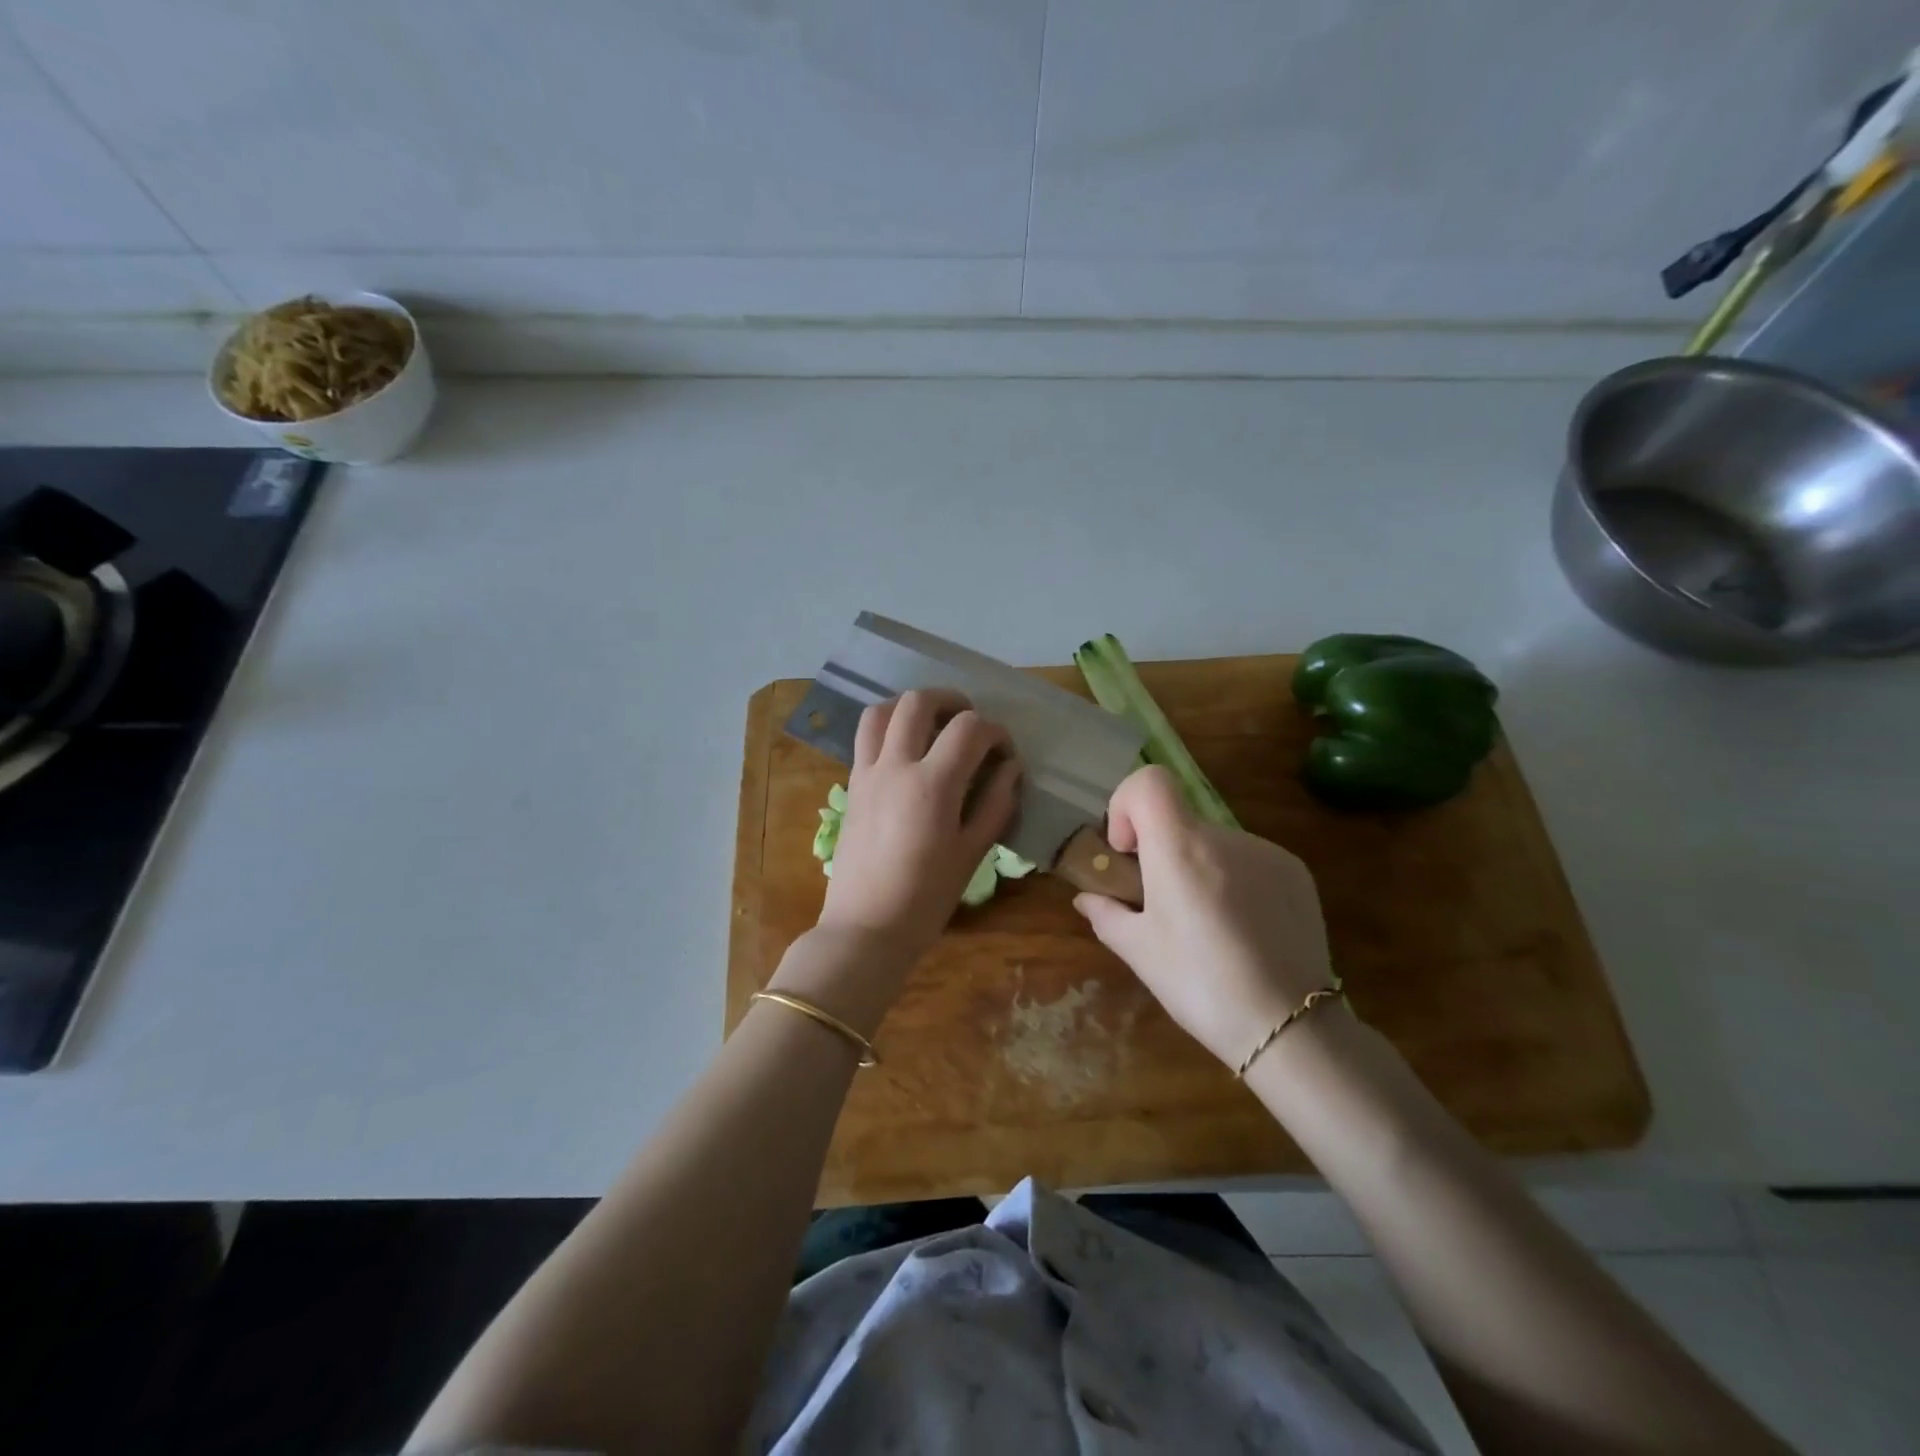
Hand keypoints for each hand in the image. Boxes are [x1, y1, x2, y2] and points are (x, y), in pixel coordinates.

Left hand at [817, 689, 1021, 964]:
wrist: (865, 928)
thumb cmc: (926, 898)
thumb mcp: (972, 854)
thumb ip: (996, 804)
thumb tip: (1011, 768)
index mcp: (932, 785)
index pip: (969, 729)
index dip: (995, 732)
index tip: (1004, 752)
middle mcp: (895, 766)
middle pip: (919, 702)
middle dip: (952, 702)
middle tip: (970, 724)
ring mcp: (867, 772)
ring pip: (882, 710)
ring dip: (912, 707)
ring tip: (933, 725)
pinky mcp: (851, 785)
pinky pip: (865, 736)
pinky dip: (888, 726)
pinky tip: (906, 749)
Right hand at [1074, 765, 1335, 1069]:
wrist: (1288, 1025)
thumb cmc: (1199, 984)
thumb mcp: (1139, 951)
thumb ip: (1106, 914)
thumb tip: (1087, 898)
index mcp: (1179, 847)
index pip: (1149, 781)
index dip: (1127, 804)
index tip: (1129, 851)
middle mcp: (1224, 837)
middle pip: (1179, 820)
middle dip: (1161, 851)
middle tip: (1161, 904)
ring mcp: (1266, 851)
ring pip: (1214, 844)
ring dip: (1198, 868)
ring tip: (1207, 926)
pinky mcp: (1296, 872)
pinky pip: (1249, 860)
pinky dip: (1234, 880)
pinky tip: (1242, 930)